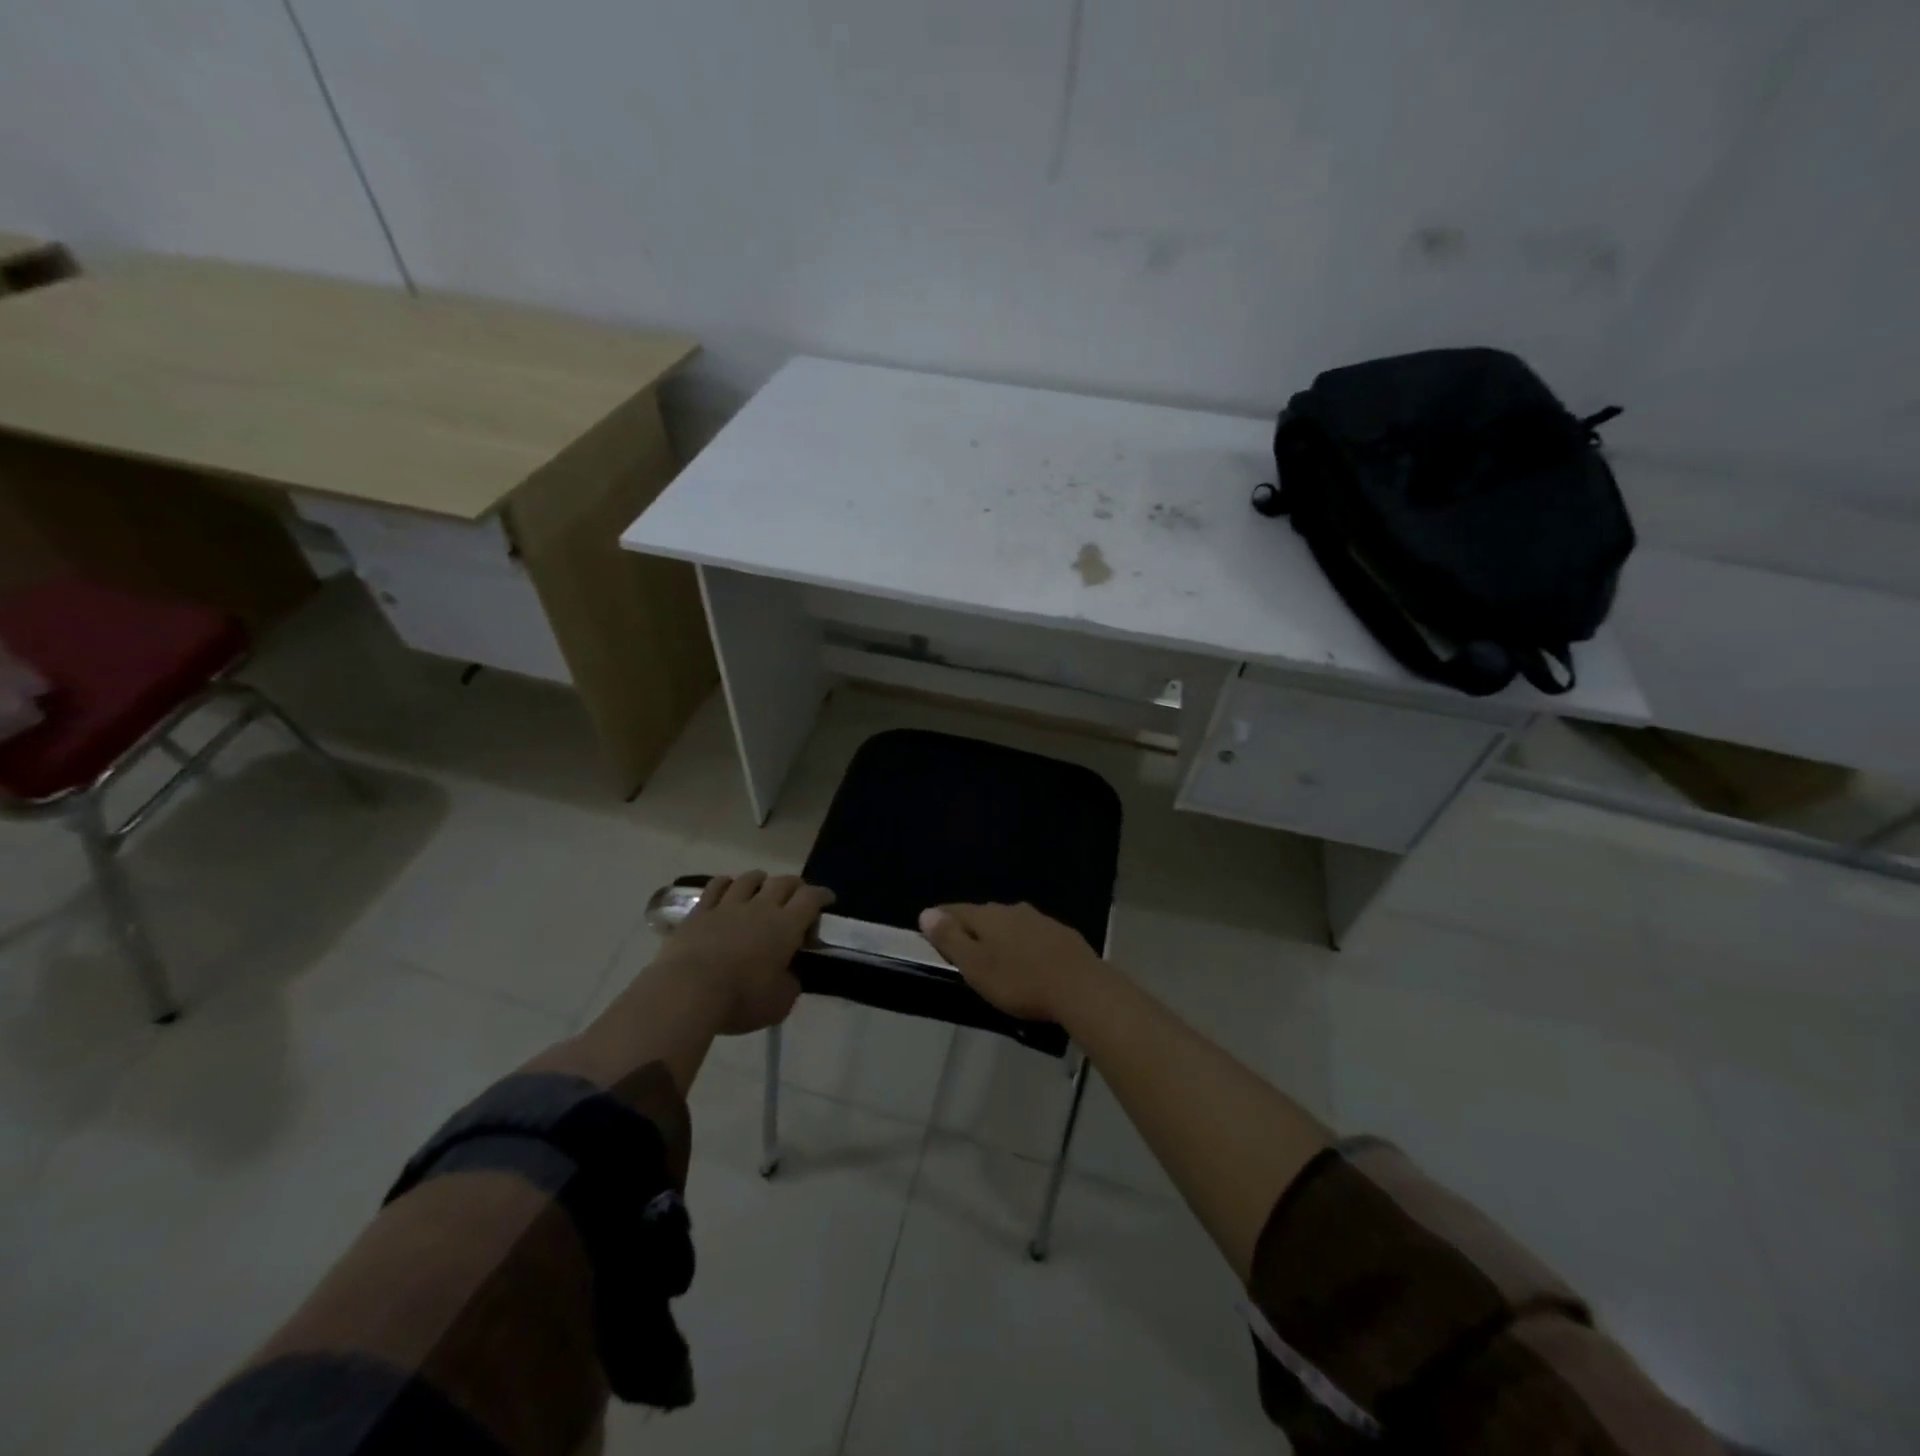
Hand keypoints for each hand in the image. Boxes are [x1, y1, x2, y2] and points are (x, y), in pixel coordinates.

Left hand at [657, 872, 834, 1034]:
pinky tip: (728, 888)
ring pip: (749, 878)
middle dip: (795, 886)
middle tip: (798, 897)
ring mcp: (727, 905)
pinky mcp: (699, 912)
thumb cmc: (740, 999)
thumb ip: (790, 984)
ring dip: (761, 880)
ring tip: (762, 889)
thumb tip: (790, 976)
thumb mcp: (779, 1003)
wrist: (687, 991)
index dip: (823, 896)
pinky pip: (716, 886)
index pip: (811, 898)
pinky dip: (726, 883)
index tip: (828, 900)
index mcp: (786, 926)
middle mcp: (760, 907)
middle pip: (783, 882)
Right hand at [917, 902, 1105, 1023]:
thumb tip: (926, 912)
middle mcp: (1013, 909)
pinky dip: (1023, 944)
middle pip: (983, 916)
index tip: (929, 930)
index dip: (940, 919)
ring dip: (999, 936)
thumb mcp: (976, 966)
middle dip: (970, 929)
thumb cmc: (1019, 981)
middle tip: (961, 950)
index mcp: (988, 916)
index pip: (955, 910)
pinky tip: (1027, 961)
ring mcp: (1040, 920)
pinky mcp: (1062, 934)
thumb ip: (950, 939)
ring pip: (1010, 924)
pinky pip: (1032, 935)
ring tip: (994, 957)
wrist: (1080, 988)